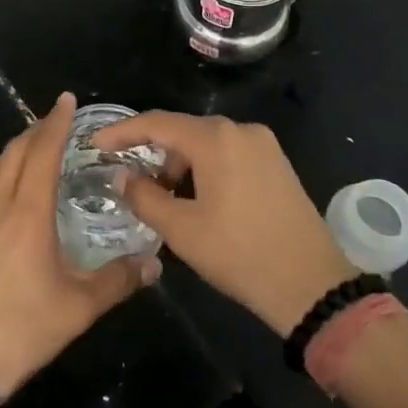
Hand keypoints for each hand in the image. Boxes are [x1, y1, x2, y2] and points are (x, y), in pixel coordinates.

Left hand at [0, 93, 159, 396]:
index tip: (66, 100)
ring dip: (13, 151)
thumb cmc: (23, 329)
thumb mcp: (79, 308)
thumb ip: (119, 281)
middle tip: (55, 121)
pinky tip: (3, 193)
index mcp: (27, 213)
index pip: (42, 153)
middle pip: (13, 153)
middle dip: (35, 130)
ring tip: (30, 148)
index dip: (55, 123)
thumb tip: (154, 265)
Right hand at [92, 112, 357, 337]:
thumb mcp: (181, 230)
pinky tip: (199, 200)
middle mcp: (241, 130)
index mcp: (216, 138)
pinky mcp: (277, 163)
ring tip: (168, 202)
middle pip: (183, 131)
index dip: (122, 132)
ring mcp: (264, 145)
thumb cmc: (239, 254)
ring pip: (207, 144)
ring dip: (181, 166)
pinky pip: (229, 154)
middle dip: (154, 155)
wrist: (310, 283)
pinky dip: (206, 170)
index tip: (96, 146)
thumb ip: (144, 196)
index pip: (157, 123)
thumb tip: (122, 176)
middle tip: (134, 186)